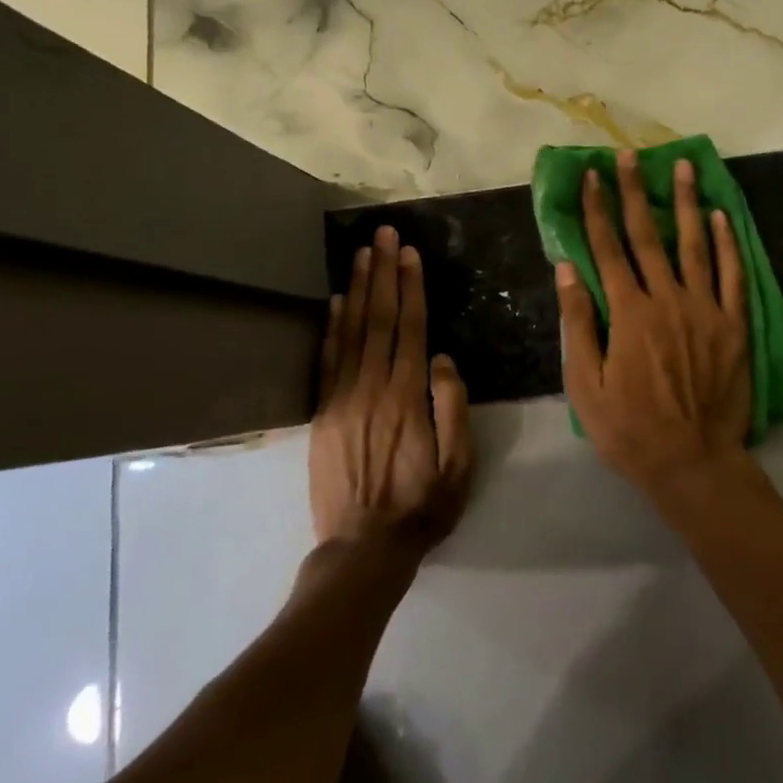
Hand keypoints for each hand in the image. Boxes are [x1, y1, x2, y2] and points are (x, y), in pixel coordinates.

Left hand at [311, 226, 472, 554]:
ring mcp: (342, 399)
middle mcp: (372, 388)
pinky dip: (331, 326)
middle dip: (383, 272)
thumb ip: (453, 407)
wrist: (363, 548)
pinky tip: (336, 300)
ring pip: (351, 331)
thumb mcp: (459, 464)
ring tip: (362, 252)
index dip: (410, 288)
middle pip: (379, 319)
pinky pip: (326, 360)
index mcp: (408, 397)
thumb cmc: (422, 506)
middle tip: (384, 234)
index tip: (410, 253)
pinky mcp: (323, 413)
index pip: (410, 328)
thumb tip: (441, 358)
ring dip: (358, 288)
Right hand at [557, 151, 752, 501]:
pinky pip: (732, 275)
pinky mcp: (734, 325)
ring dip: (685, 203)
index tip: (590, 177)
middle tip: (629, 155)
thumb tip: (567, 269)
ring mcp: (705, 309)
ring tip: (682, 166)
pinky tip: (720, 215)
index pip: (607, 249)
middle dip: (634, 192)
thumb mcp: (585, 385)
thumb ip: (578, 324)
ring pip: (693, 245)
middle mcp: (666, 300)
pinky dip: (726, 243)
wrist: (693, 462)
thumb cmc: (629, 429)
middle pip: (647, 236)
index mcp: (627, 314)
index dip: (596, 210)